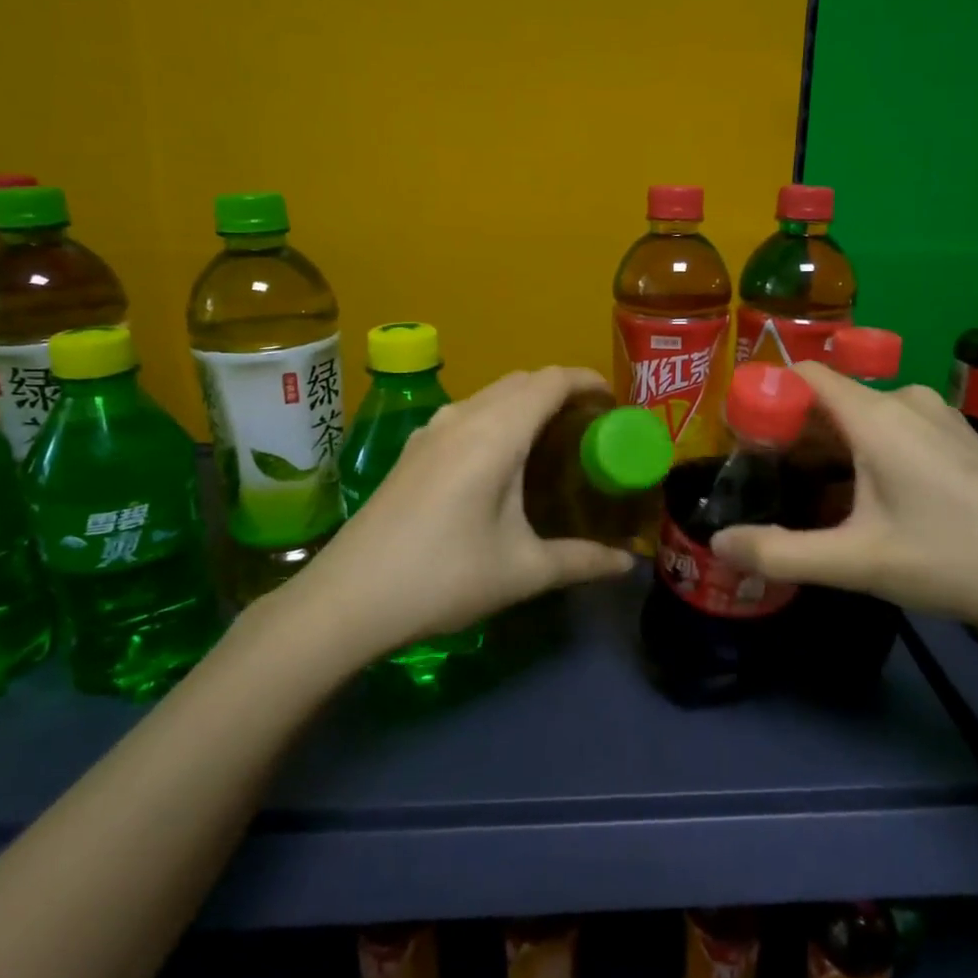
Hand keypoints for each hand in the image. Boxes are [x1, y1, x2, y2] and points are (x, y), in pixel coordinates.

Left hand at [264, 367, 636, 656]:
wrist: (348, 597)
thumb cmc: (444, 577)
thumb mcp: (522, 571)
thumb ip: (581, 560)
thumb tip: (629, 565)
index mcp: (495, 434)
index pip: (550, 381)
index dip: (586, 380)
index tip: (614, 402)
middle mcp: (463, 418)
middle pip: (521, 380)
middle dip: (561, 390)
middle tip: (590, 426)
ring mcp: (431, 431)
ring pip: (490, 394)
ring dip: (525, 401)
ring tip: (551, 439)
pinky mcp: (412, 450)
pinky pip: (466, 413)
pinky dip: (497, 416)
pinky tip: (500, 459)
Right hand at [709, 363, 977, 643]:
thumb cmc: (958, 560)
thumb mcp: (860, 564)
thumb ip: (781, 553)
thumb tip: (718, 544)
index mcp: (876, 415)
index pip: (804, 374)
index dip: (765, 395)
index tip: (738, 438)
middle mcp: (905, 401)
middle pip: (829, 400)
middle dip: (791, 435)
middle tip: (763, 481)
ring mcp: (937, 418)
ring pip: (861, 419)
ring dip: (828, 450)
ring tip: (804, 496)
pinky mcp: (957, 440)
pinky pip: (891, 432)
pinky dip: (862, 455)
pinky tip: (862, 501)